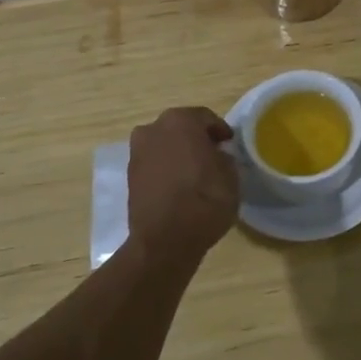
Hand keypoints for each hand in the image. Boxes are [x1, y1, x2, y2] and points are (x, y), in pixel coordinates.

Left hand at [127, 107, 239, 259]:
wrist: (165, 240)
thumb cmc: (205, 200)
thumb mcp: (231, 175)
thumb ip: (224, 158)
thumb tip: (216, 156)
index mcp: (181, 121)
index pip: (206, 118)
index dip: (220, 131)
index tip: (229, 144)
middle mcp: (154, 129)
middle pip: (181, 127)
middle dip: (196, 138)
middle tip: (213, 155)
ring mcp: (137, 152)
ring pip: (164, 145)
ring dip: (178, 153)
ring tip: (195, 172)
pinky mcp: (129, 176)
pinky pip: (154, 163)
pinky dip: (165, 168)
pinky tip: (179, 185)